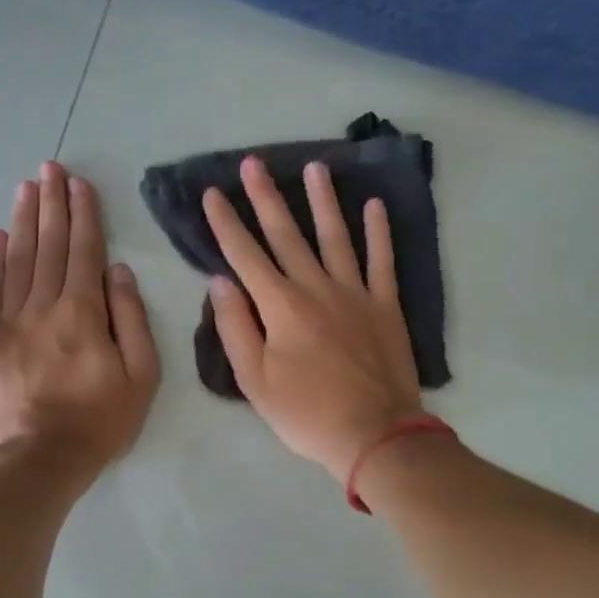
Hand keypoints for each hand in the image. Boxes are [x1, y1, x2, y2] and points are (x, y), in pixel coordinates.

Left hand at [0, 162, 158, 473]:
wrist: (40, 459)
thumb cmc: (100, 421)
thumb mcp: (140, 375)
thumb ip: (132, 319)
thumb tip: (120, 272)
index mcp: (84, 313)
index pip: (83, 252)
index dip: (83, 215)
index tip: (80, 184)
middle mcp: (44, 306)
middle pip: (48, 246)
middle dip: (52, 203)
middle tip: (51, 167)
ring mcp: (10, 321)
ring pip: (17, 259)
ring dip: (23, 220)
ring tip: (27, 187)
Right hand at [204, 156, 422, 481]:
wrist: (375, 435)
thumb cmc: (307, 414)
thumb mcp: (255, 381)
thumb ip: (236, 328)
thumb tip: (221, 282)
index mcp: (281, 307)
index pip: (245, 256)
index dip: (226, 224)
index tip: (212, 193)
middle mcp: (317, 288)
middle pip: (287, 235)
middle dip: (267, 197)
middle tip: (254, 162)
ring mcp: (356, 293)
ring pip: (336, 237)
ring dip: (323, 201)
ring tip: (315, 167)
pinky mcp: (386, 306)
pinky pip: (382, 261)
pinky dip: (379, 233)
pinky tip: (375, 206)